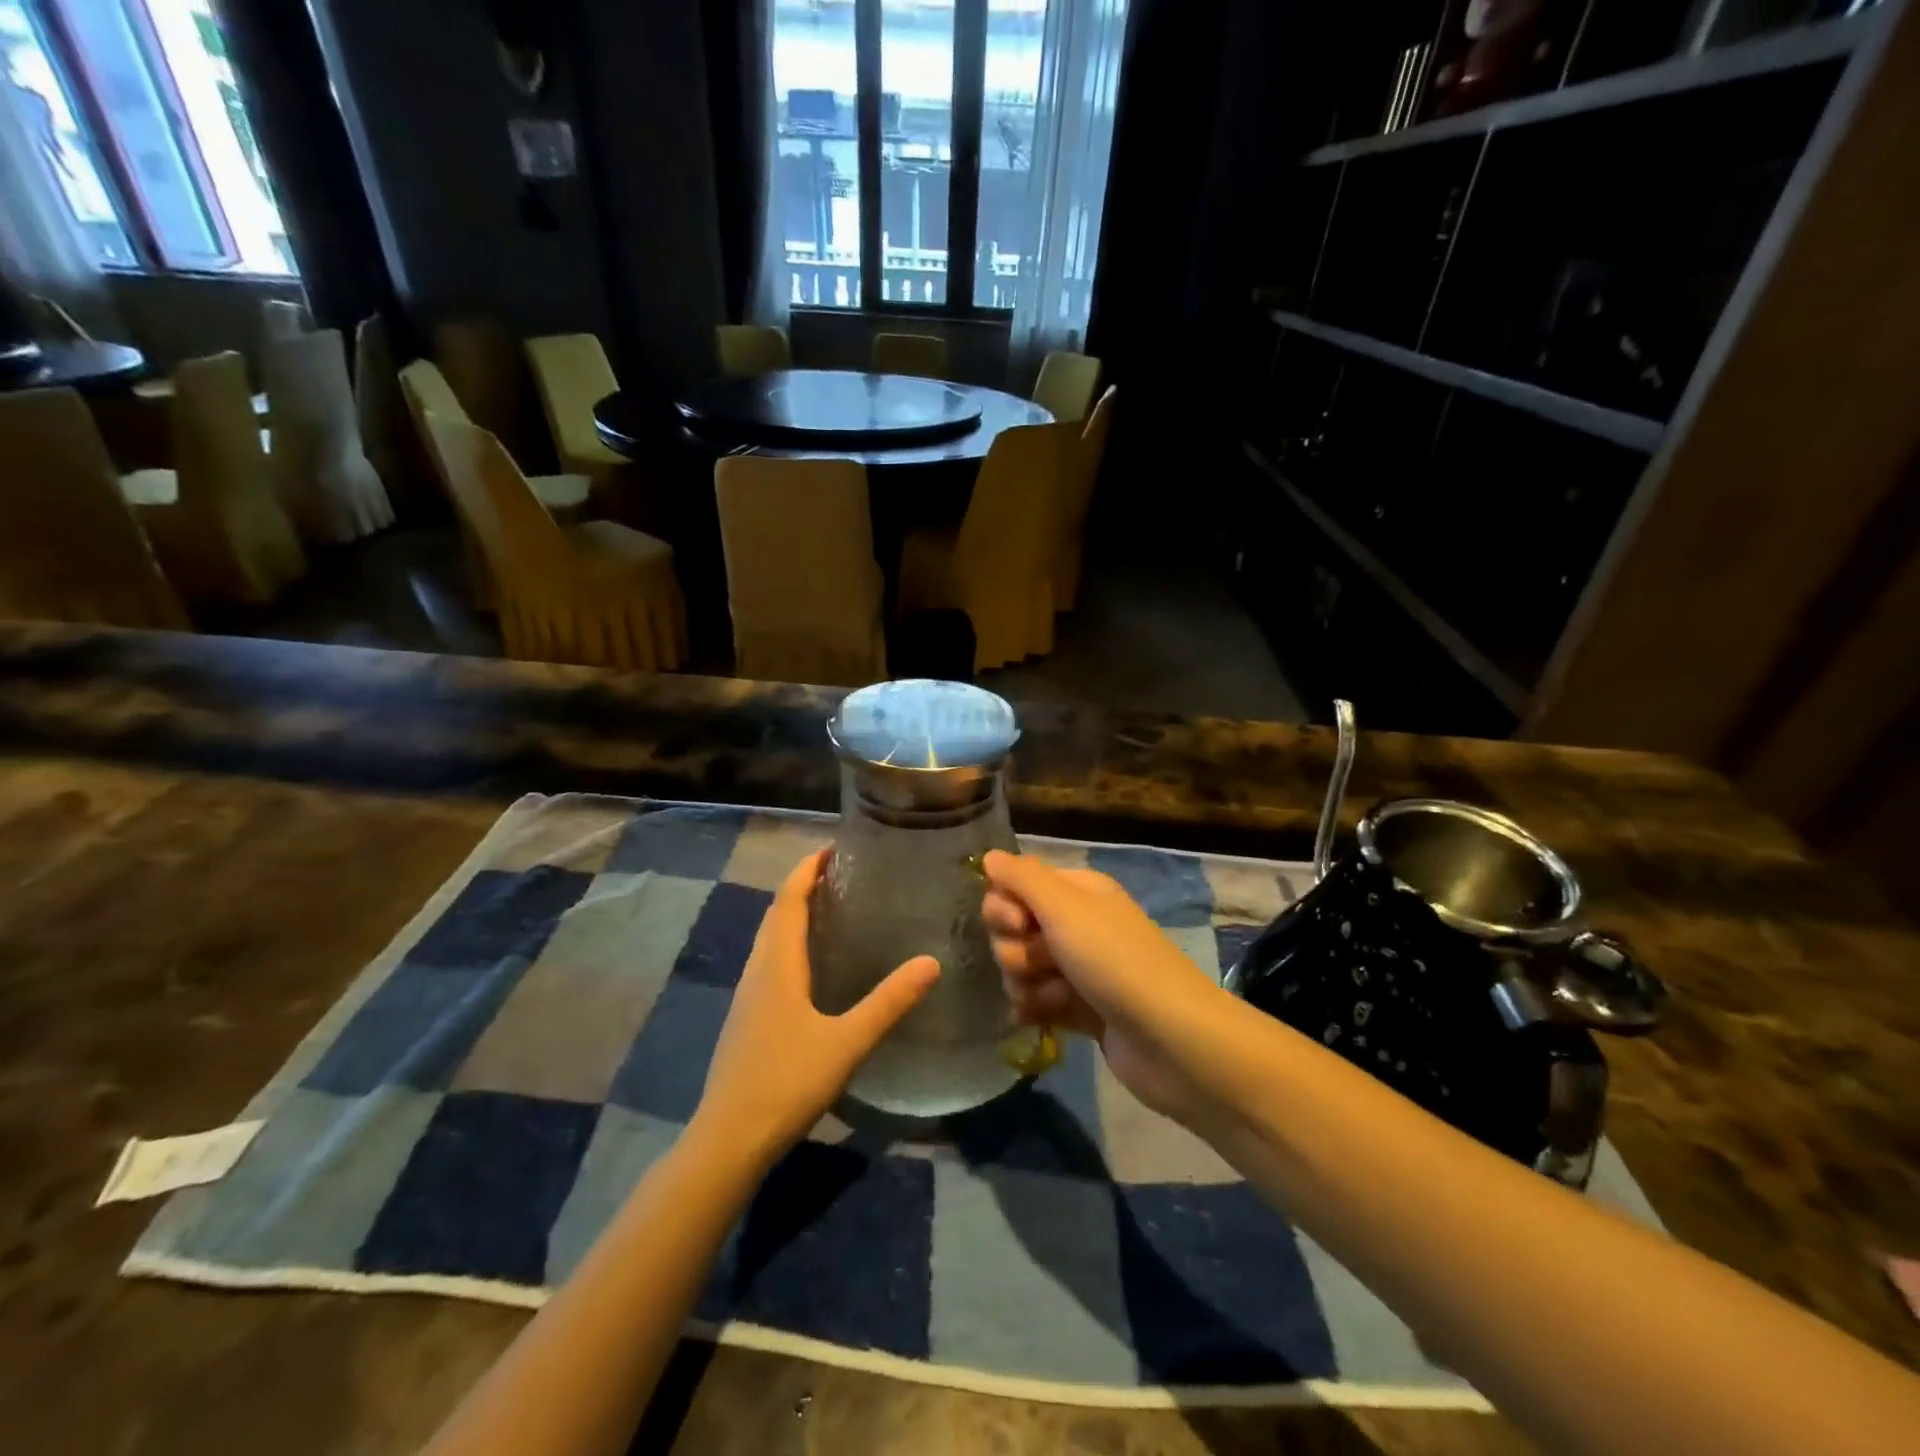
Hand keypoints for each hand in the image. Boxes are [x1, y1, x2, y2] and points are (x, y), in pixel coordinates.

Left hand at [694, 850, 938, 1169]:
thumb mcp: (847, 1042)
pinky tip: (811, 964)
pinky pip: (769, 962)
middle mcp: (758, 970)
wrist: (729, 1139)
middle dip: (803, 886)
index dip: (807, 869)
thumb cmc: (786, 1082)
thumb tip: (931, 962)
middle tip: (841, 873)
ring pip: (769, 938)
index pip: (789, 899)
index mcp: (777, 964)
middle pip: (776, 913)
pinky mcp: (747, 1018)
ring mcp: (748, 996)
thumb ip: (889, 1002)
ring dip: (794, 914)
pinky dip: (789, 943)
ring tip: (830, 907)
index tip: (834, 848)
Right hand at [981, 851, 1222, 1127]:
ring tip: (1056, 996)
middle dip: (1015, 949)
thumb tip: (989, 856)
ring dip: (1027, 983)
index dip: (1004, 906)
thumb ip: (1023, 878)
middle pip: (1013, 929)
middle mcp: (1076, 924)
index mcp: (1077, 892)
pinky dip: (1037, 1009)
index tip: (1018, 924)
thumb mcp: (1066, 908)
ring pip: (1020, 968)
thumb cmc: (1115, 961)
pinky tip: (1045, 1019)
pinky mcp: (1079, 1009)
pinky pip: (1036, 1001)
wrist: (1170, 1039)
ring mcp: (1078, 968)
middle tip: (1042, 962)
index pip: (1015, 885)